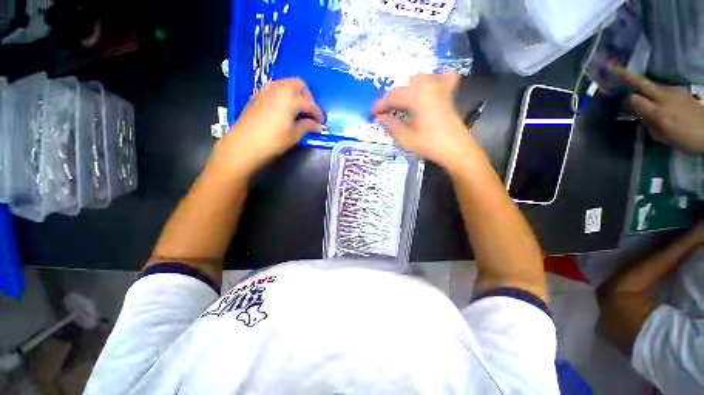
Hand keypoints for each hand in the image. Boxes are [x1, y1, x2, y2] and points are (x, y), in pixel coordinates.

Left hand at [213, 78, 323, 173]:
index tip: (322, 123)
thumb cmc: (273, 140)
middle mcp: (279, 88)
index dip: (318, 114)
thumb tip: (317, 125)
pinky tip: (284, 109)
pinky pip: (275, 89)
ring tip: (298, 111)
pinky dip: (284, 95)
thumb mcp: (295, 134)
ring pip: (286, 84)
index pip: (310, 103)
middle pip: (299, 85)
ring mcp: (266, 89)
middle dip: (308, 97)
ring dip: (296, 94)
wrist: (244, 144)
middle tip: (310, 113)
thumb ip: (308, 126)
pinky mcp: (257, 95)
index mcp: (291, 97)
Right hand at [371, 72, 477, 170]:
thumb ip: (390, 125)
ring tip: (400, 104)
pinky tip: (427, 88)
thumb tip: (379, 117)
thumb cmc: (429, 145)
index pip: (391, 97)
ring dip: (406, 90)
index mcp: (416, 97)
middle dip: (391, 99)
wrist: (456, 149)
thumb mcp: (405, 138)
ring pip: (417, 80)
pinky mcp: (447, 92)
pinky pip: (440, 77)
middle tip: (384, 113)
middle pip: (403, 87)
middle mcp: (427, 86)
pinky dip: (432, 79)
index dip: (379, 105)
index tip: (372, 114)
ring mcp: (439, 87)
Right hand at [618, 68, 703, 152]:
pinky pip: (663, 89)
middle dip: (628, 77)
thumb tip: (642, 116)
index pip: (634, 100)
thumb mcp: (664, 137)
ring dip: (643, 86)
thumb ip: (650, 124)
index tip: (621, 102)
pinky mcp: (680, 92)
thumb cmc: (686, 139)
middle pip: (642, 83)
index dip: (627, 100)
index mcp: (658, 112)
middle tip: (614, 70)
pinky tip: (658, 98)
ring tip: (638, 89)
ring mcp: (673, 92)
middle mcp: (664, 98)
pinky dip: (656, 91)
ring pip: (653, 85)